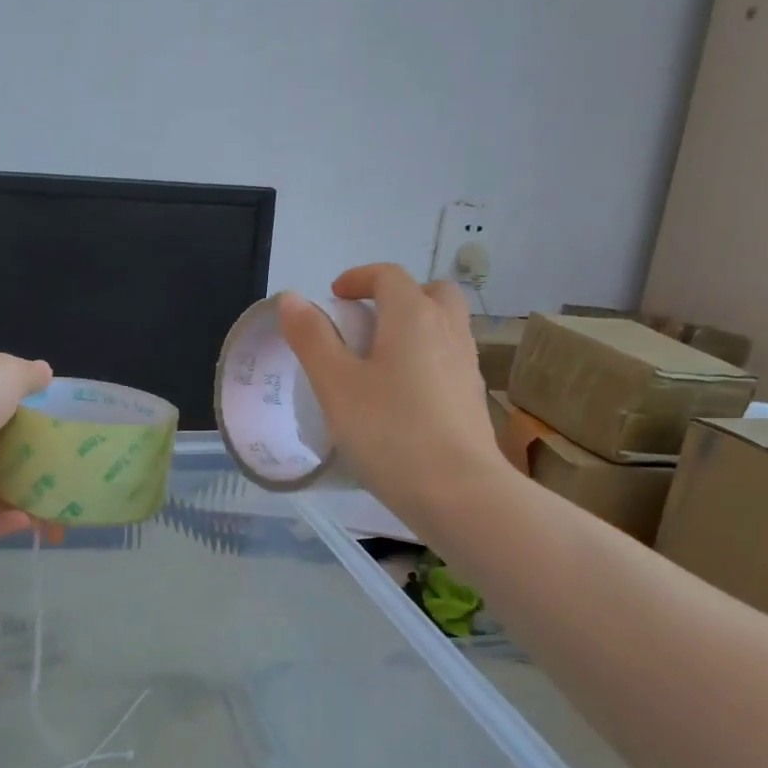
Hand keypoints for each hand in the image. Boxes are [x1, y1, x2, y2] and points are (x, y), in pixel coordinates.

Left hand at [0, 354, 52, 538]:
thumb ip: (29, 377)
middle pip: (0, 466)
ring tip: (52, 522)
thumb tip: (46, 372)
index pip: (11, 426)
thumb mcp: (6, 374)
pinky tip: (22, 524)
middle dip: (33, 484)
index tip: (68, 459)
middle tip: (66, 501)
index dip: (40, 443)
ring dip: (20, 508)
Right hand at [278, 264, 511, 524]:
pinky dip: (427, 360)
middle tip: (368, 322)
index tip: (334, 297)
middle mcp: (448, 330)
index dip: (358, 278)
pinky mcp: (474, 400)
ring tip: (381, 362)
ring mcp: (468, 366)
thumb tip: (292, 298)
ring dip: (415, 328)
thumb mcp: (335, 385)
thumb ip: (312, 338)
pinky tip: (404, 398)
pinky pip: (449, 361)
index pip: (389, 275)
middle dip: (398, 296)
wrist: (459, 492)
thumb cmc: (389, 432)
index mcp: (413, 316)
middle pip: (431, 292)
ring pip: (445, 327)